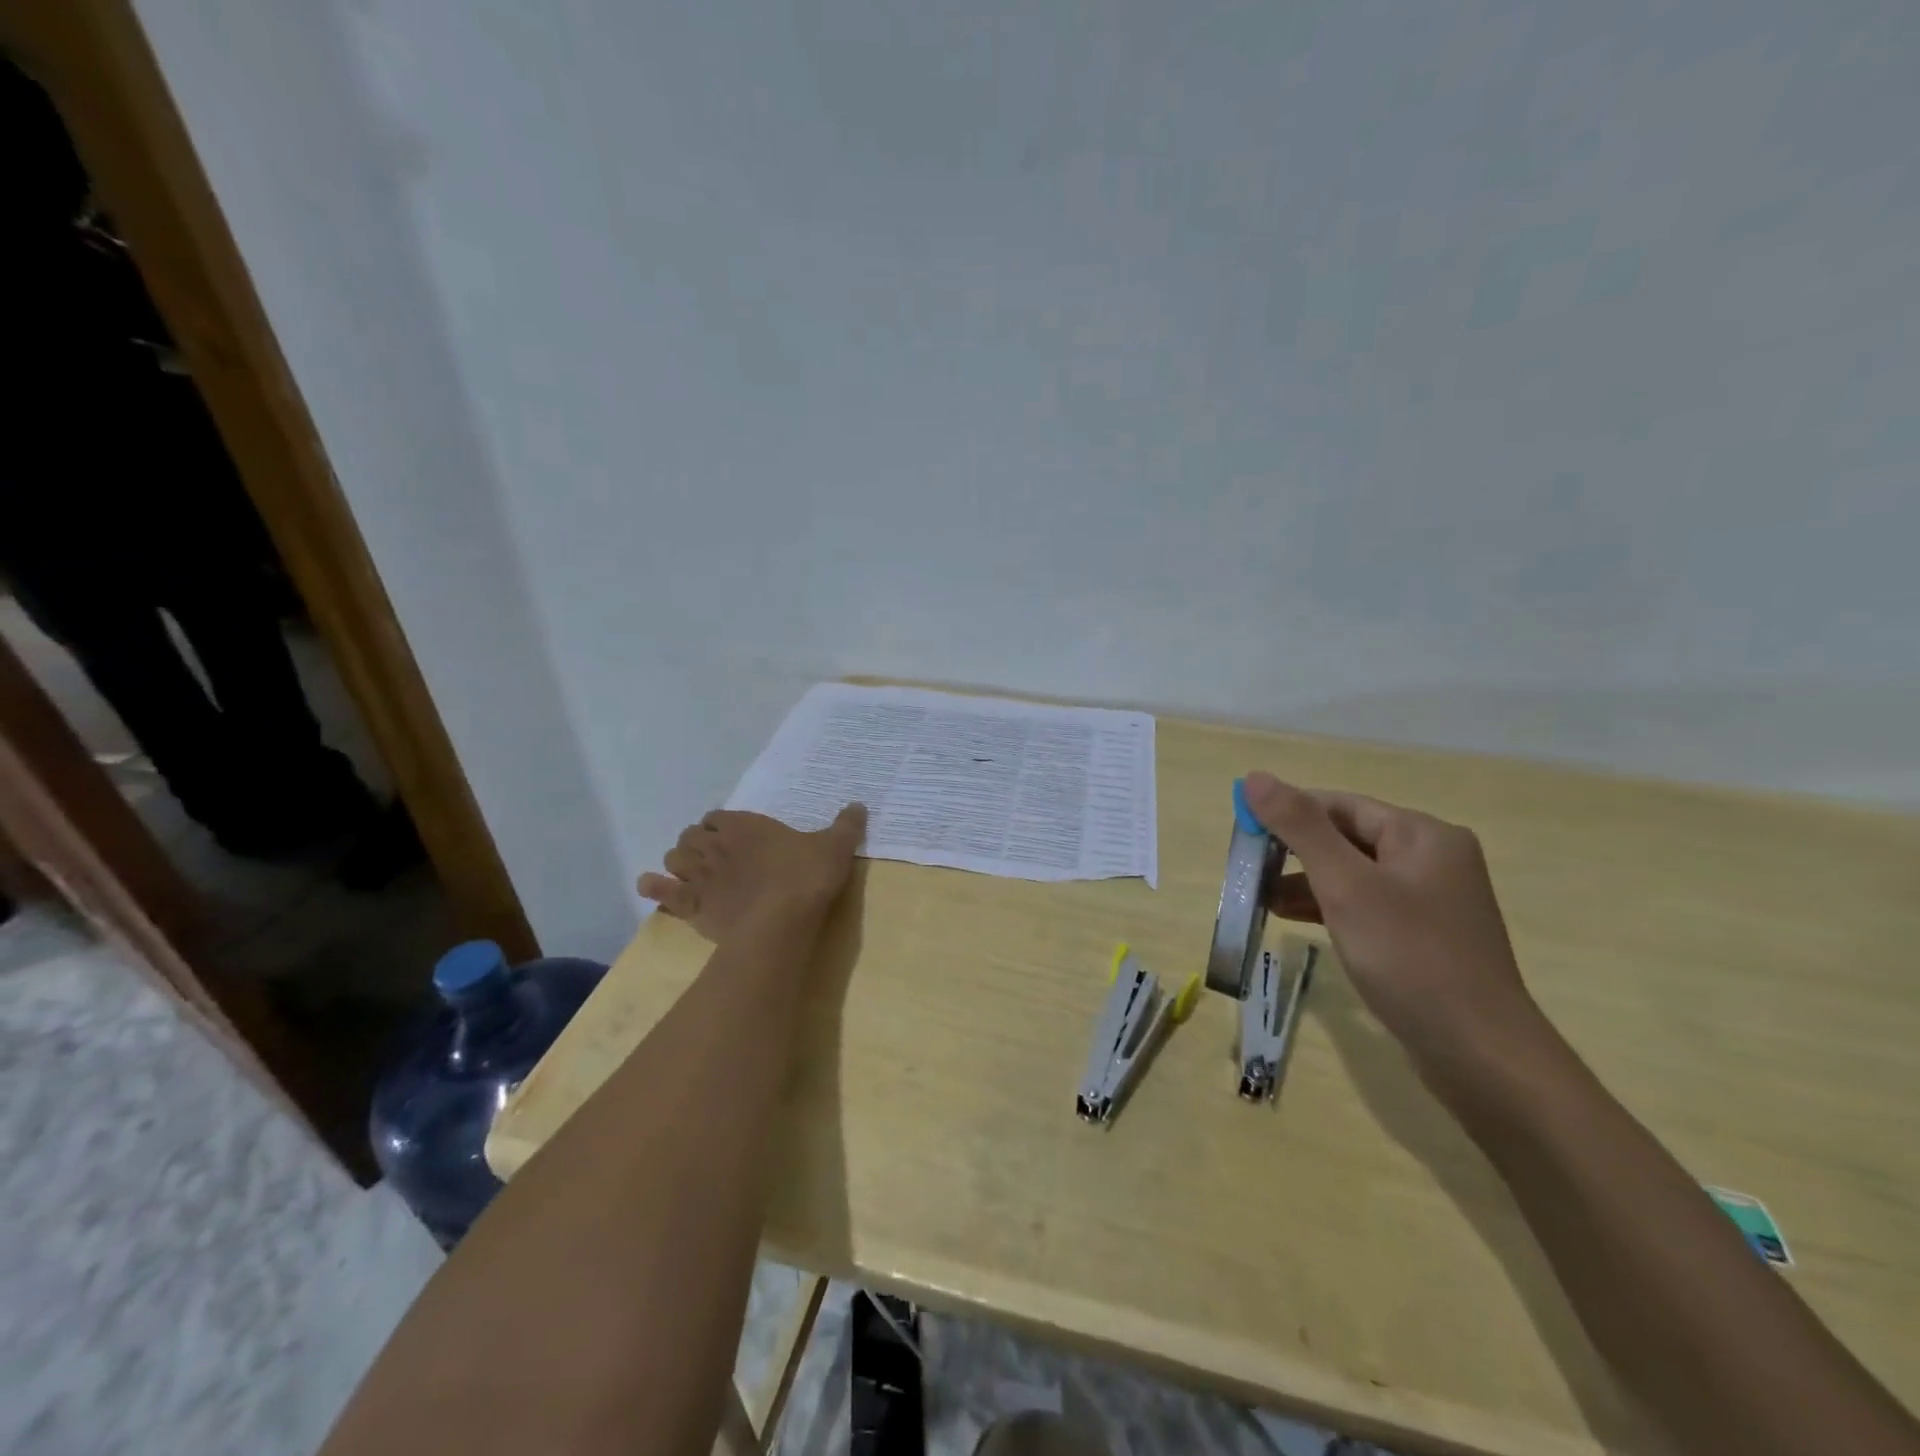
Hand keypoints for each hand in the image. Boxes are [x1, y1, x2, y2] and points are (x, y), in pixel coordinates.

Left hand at [637, 805, 866, 944]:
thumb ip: (846, 825)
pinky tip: (651, 887)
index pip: (717, 816)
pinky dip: (655, 887)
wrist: (782, 922)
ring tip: (692, 872)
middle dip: (698, 843)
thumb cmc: (806, 878)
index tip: (733, 835)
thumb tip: (859, 805)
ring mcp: (700, 876)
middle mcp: (716, 845)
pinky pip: (663, 892)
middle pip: (691, 836)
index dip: (721, 825)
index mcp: (745, 825)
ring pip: (674, 859)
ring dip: (679, 862)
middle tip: (714, 855)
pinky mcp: (692, 906)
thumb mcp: (836, 846)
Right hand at [1243, 770, 1551, 1085]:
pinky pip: (1365, 905)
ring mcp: (1430, 901)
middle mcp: (1432, 859)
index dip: (1286, 812)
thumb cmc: (1410, 958)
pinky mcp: (1423, 937)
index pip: (1339, 805)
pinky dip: (1327, 907)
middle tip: (1247, 870)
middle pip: (1346, 837)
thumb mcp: (1346, 885)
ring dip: (1304, 882)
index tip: (1242, 833)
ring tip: (1259, 899)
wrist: (1481, 1056)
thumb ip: (1299, 827)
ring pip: (1352, 874)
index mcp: (1422, 835)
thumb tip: (1254, 777)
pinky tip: (1292, 920)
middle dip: (1293, 851)